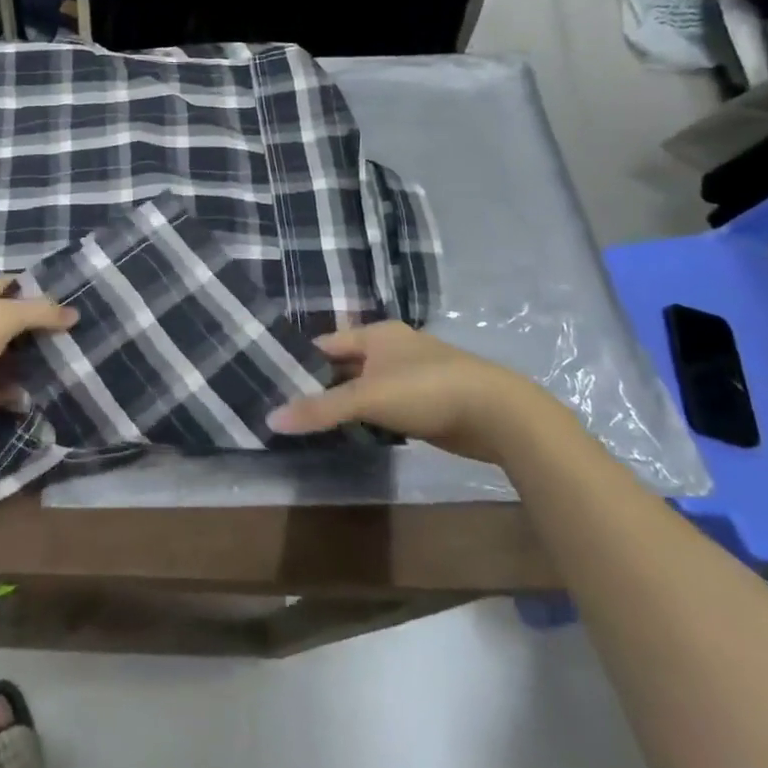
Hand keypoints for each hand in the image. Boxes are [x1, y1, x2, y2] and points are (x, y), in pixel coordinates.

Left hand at [0, 276, 76, 463]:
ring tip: (78, 358)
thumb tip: (74, 313)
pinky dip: (27, 390)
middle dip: (47, 325)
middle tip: (85, 329)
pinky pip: (10, 388)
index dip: (40, 286)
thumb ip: (37, 312)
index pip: (12, 284)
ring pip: (17, 355)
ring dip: (41, 358)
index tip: (75, 294)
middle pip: (18, 320)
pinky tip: (52, 390)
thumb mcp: (0, 318)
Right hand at [267, 321, 563, 464]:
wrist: (497, 414)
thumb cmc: (425, 390)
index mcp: (376, 333)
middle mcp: (391, 348)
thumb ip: (320, 409)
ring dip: (344, 403)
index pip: (326, 344)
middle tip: (287, 407)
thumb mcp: (367, 397)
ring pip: (365, 388)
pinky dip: (367, 417)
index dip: (300, 361)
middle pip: (345, 365)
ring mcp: (410, 375)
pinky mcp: (426, 403)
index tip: (273, 381)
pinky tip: (352, 433)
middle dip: (320, 385)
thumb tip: (270, 419)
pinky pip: (384, 407)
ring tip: (311, 423)